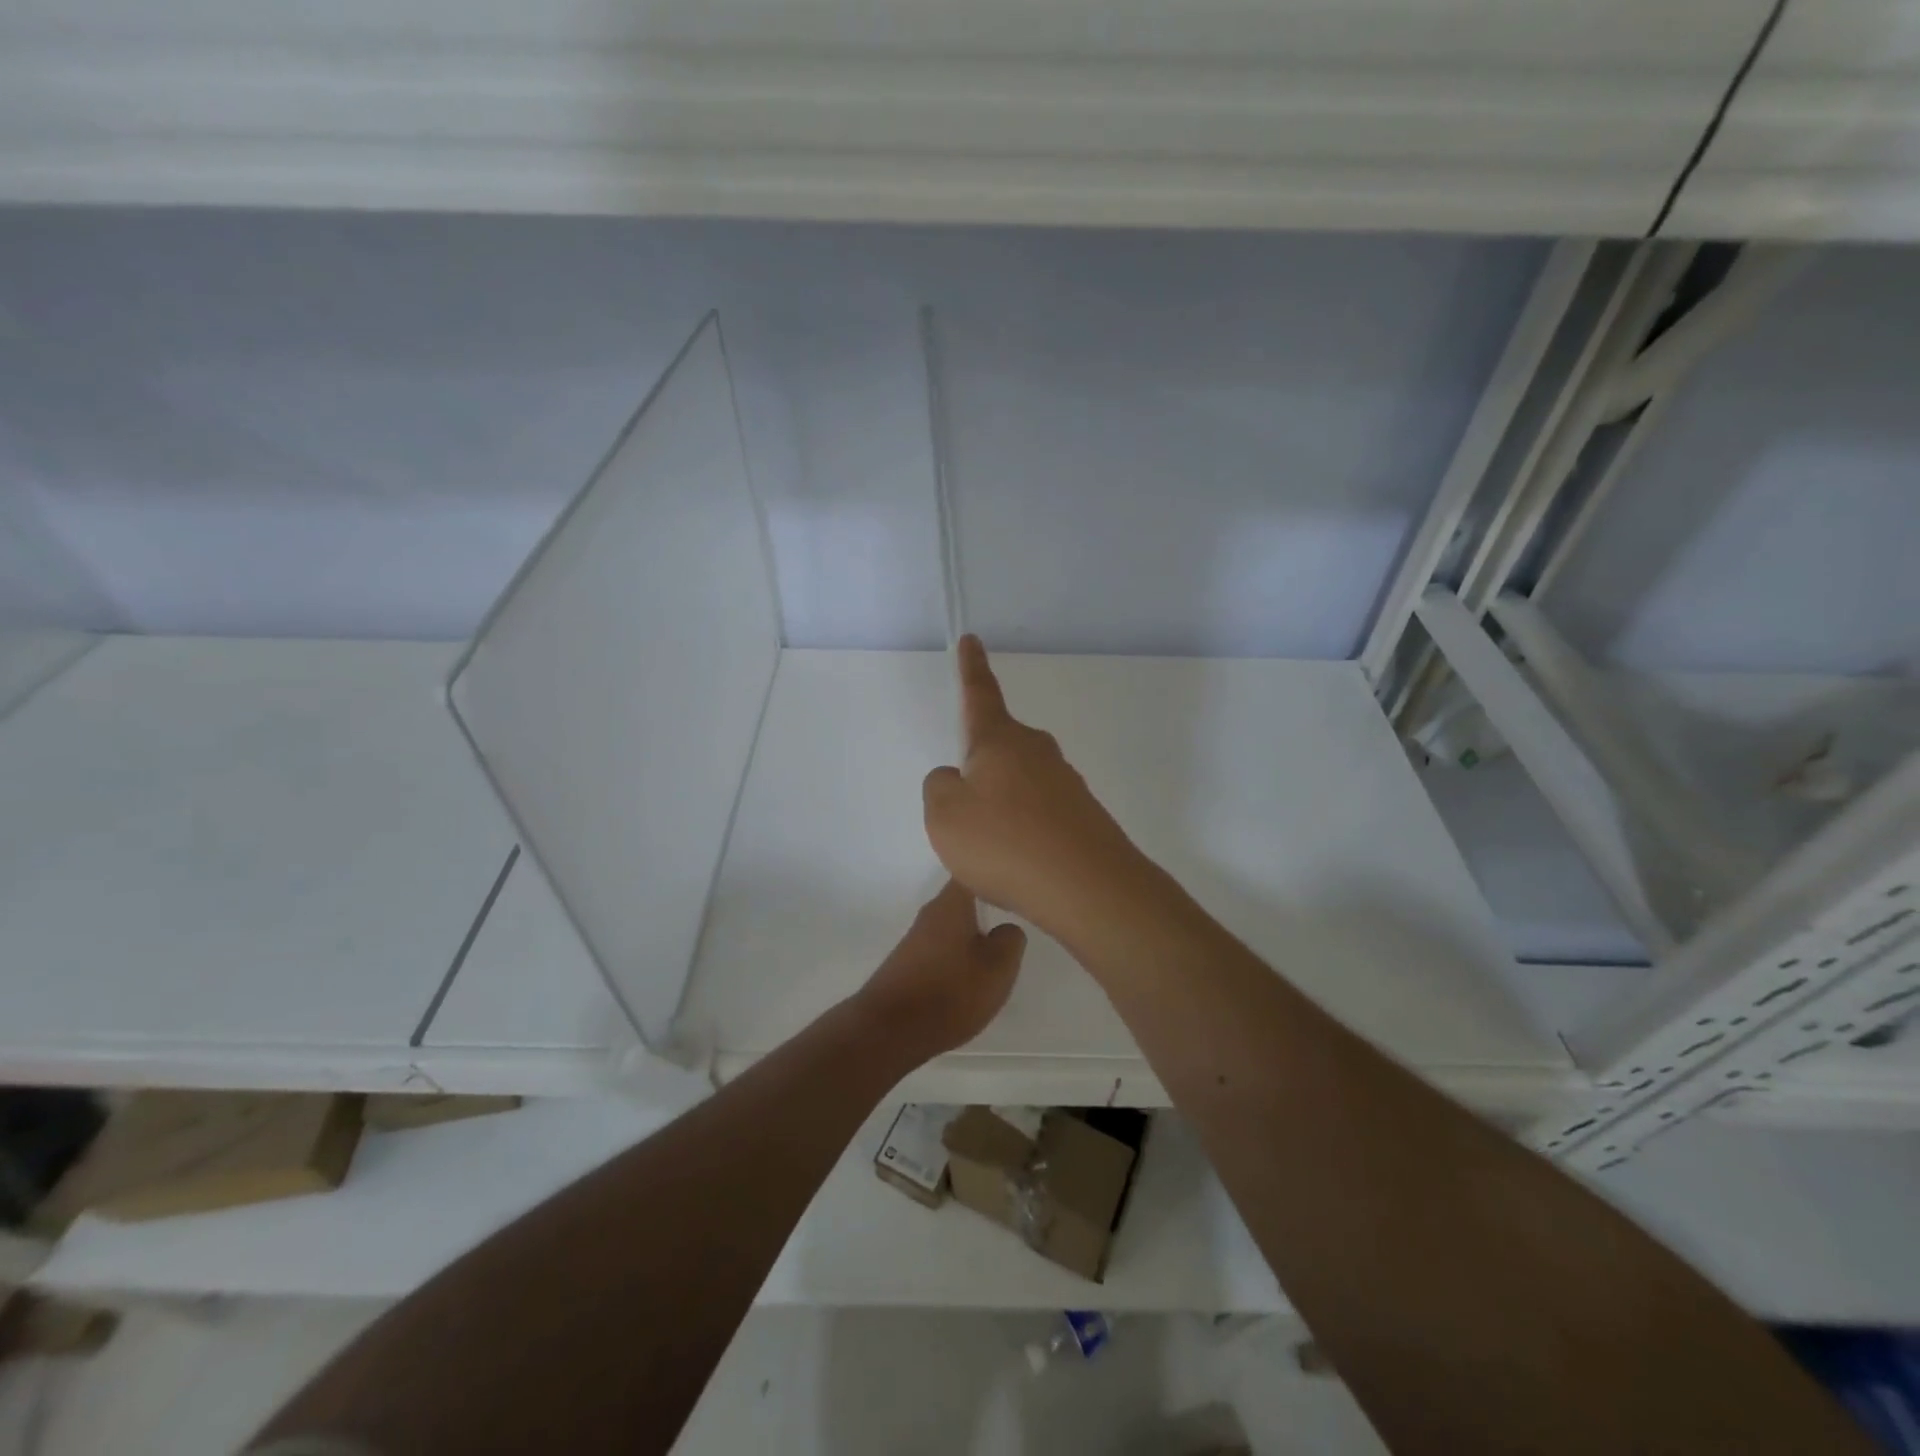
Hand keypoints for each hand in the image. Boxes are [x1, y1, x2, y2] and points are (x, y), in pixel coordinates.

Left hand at [856, 879, 1026, 1059]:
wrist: (890, 1030)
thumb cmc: (950, 991)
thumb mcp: (998, 967)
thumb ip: (1011, 940)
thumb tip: (1007, 929)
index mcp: (952, 904)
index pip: (973, 872)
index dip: (994, 874)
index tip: (1015, 885)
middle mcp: (930, 914)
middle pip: (963, 900)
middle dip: (986, 908)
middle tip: (1013, 921)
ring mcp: (915, 940)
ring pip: (953, 927)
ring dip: (972, 937)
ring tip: (995, 956)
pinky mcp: (907, 964)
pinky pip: (941, 950)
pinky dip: (957, 958)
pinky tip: (967, 979)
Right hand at [922, 636, 1150, 942]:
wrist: (1088, 888)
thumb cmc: (1005, 843)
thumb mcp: (945, 816)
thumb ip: (940, 788)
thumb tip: (956, 779)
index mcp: (1000, 741)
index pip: (979, 694)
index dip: (971, 667)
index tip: (972, 639)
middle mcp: (1037, 752)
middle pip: (998, 749)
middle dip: (979, 769)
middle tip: (966, 811)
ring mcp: (1065, 783)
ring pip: (1018, 785)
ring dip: (1002, 809)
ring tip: (992, 854)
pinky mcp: (1083, 815)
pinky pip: (1039, 815)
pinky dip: (1023, 834)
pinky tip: (1020, 866)